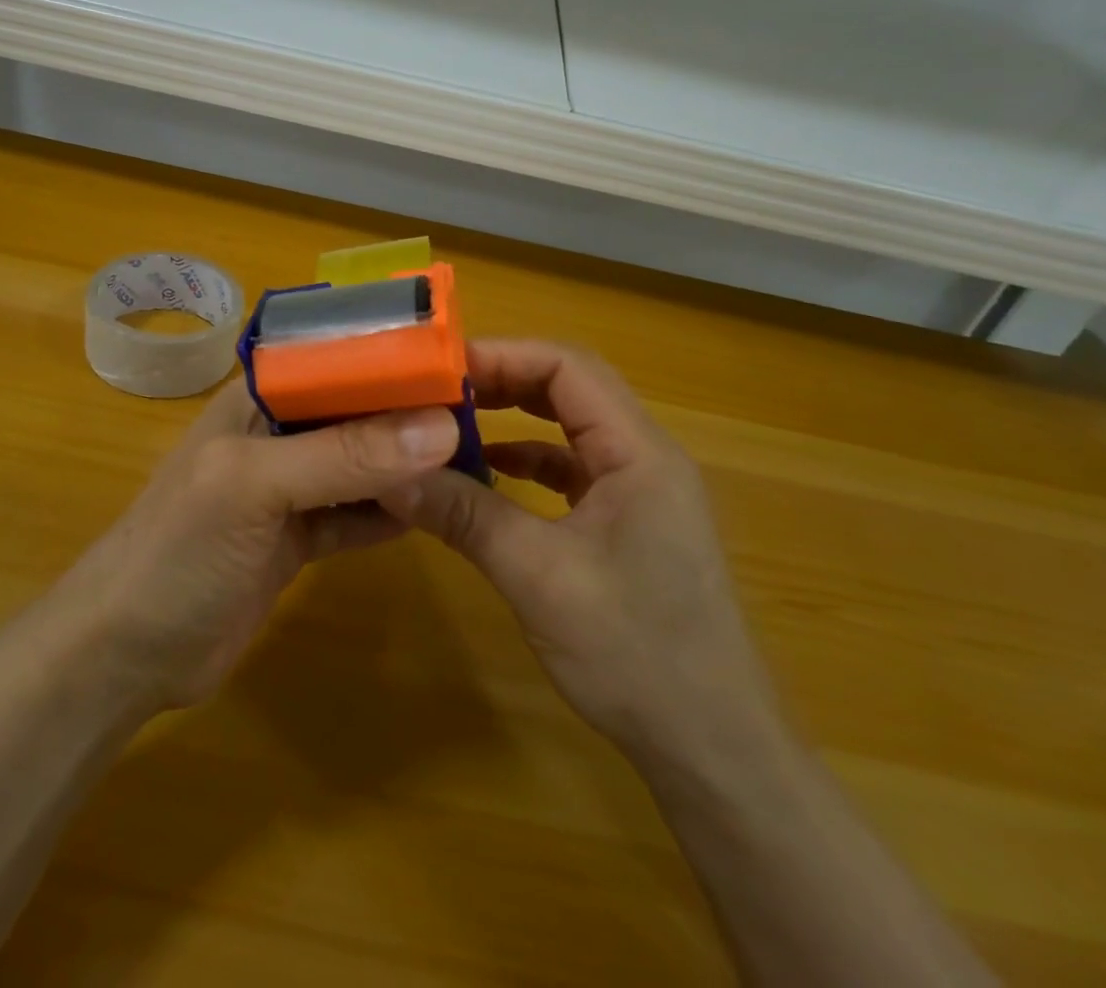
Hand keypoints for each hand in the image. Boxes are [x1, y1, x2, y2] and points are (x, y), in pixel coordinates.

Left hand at [56, 386, 459, 713]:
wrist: (124, 655)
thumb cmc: (179, 549)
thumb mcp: (255, 488)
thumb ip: (344, 455)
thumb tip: (441, 426)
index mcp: (257, 398)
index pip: (335, 357)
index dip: (391, 353)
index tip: (459, 359)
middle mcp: (276, 434)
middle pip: (354, 411)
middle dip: (409, 412)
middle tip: (482, 414)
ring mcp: (288, 490)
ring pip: (360, 465)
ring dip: (407, 464)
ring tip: (473, 459)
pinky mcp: (297, 539)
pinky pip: (355, 517)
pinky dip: (391, 515)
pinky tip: (436, 513)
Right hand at [378, 340, 782, 770]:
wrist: (714, 750)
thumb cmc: (636, 653)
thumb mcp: (537, 576)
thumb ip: (465, 515)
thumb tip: (390, 475)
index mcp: (639, 452)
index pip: (568, 367)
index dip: (503, 355)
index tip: (441, 369)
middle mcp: (645, 458)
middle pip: (569, 390)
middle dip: (503, 383)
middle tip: (437, 392)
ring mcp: (640, 492)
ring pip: (570, 430)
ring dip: (514, 421)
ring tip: (452, 425)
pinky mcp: (629, 524)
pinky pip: (573, 471)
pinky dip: (528, 464)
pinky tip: (488, 477)